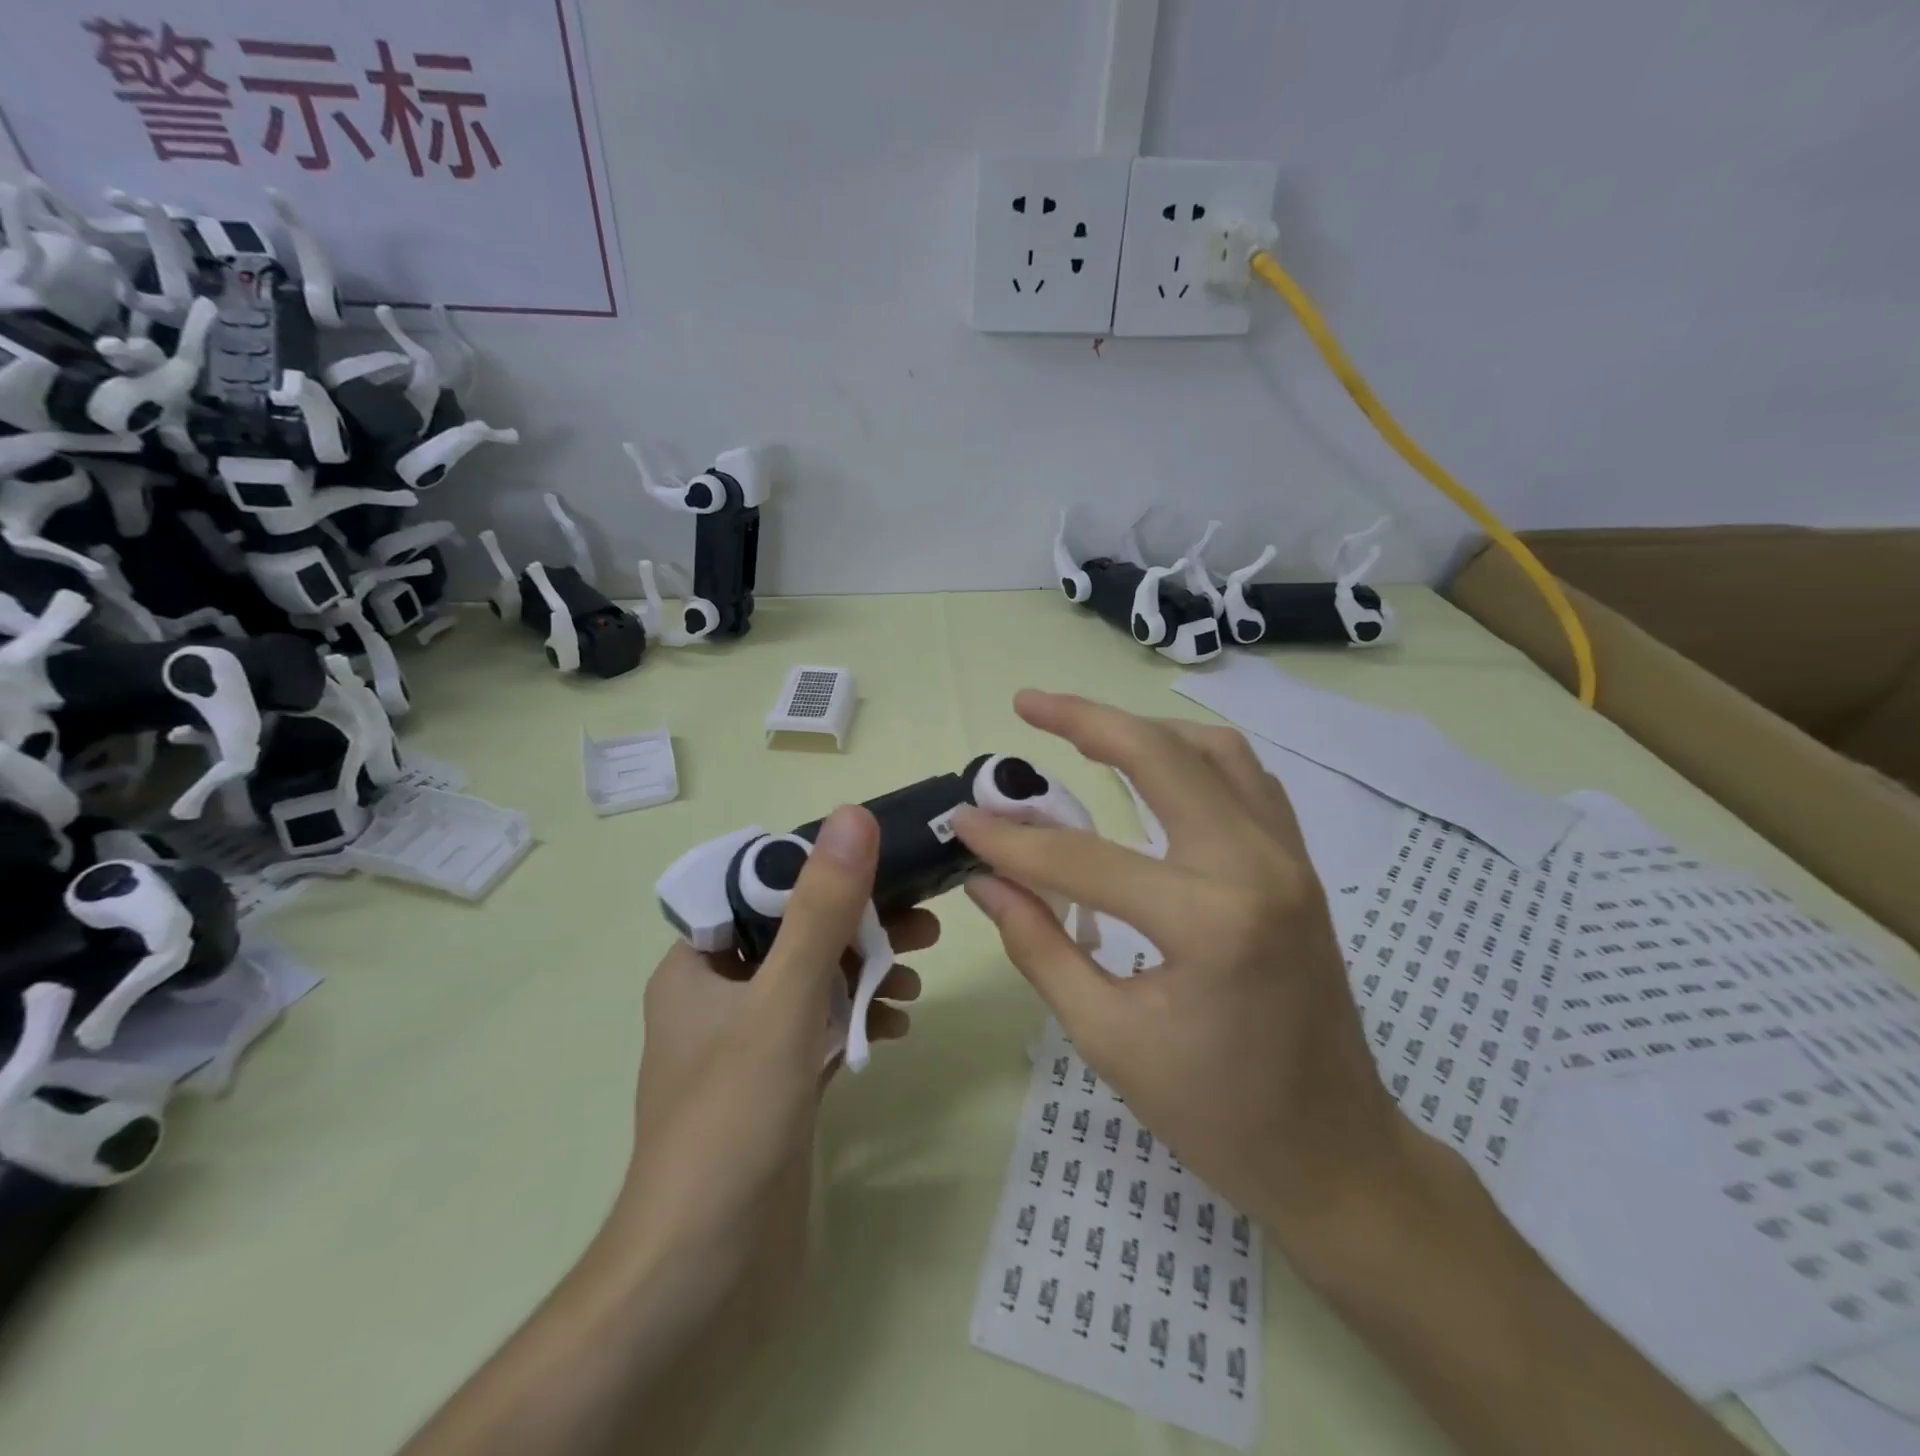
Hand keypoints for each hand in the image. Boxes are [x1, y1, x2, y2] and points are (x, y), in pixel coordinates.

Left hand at [611, 806, 933, 1334]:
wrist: (702, 1278)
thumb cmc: (732, 1123)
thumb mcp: (784, 1001)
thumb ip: (822, 910)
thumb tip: (854, 818)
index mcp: (697, 966)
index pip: (762, 889)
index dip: (823, 874)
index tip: (885, 873)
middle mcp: (717, 997)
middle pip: (797, 935)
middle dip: (860, 929)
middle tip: (923, 930)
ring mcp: (747, 1045)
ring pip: (815, 983)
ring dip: (865, 974)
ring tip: (912, 987)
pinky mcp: (775, 1086)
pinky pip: (821, 1029)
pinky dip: (856, 1019)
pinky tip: (893, 1028)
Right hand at [955, 691, 1414, 1248]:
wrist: (1332, 1152)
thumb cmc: (1215, 1114)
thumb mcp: (1107, 1036)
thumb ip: (1039, 946)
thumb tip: (985, 881)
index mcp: (1209, 921)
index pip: (1083, 858)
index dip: (1011, 839)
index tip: (962, 818)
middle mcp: (1256, 866)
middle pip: (1161, 757)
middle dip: (1086, 720)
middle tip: (1028, 703)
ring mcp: (1288, 858)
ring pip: (1214, 751)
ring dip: (1145, 730)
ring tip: (1087, 730)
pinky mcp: (1299, 864)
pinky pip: (1247, 779)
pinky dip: (1194, 756)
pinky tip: (1157, 767)